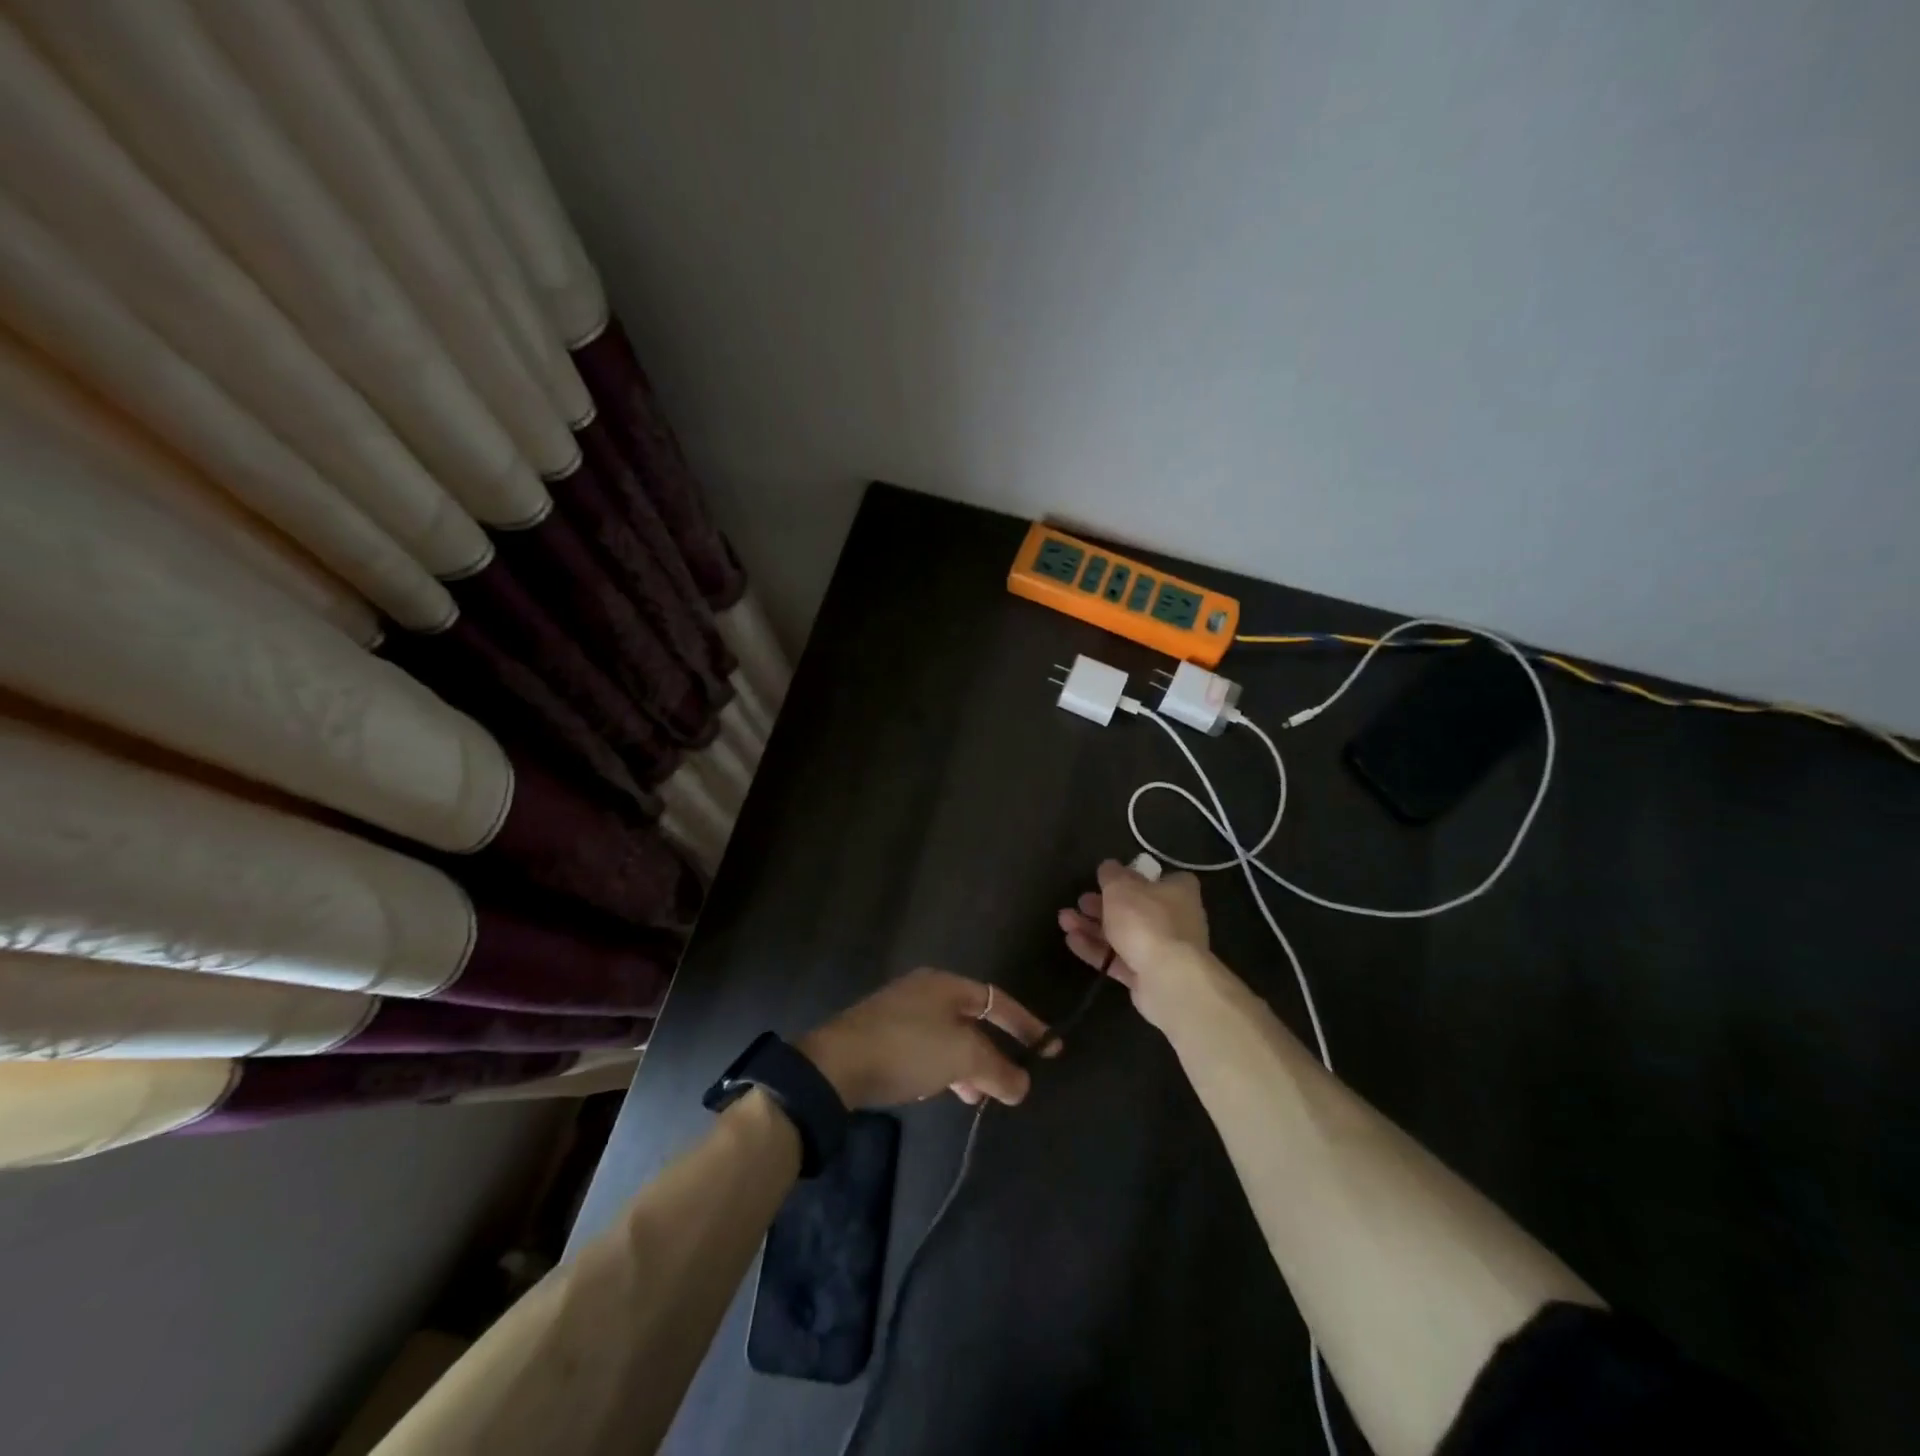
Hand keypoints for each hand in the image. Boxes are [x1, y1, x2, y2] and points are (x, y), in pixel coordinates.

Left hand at [800, 968, 1055, 1108]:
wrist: (835, 1066)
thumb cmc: (908, 1048)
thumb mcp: (962, 1057)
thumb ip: (998, 1070)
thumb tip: (1022, 1085)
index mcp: (945, 984)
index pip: (998, 1001)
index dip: (1027, 1025)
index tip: (1051, 1049)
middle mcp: (924, 990)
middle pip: (973, 1020)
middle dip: (994, 1053)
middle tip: (1009, 1083)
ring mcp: (900, 1012)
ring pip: (949, 1038)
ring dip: (968, 1068)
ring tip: (977, 1098)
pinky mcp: (882, 1036)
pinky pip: (926, 1050)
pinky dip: (942, 1070)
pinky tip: (941, 1092)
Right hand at [1057, 858, 1210, 1031]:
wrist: (1167, 978)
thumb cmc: (1146, 920)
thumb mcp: (1121, 887)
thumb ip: (1111, 874)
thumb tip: (1109, 866)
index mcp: (1178, 891)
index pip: (1160, 878)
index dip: (1135, 877)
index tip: (1111, 879)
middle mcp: (1175, 919)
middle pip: (1135, 908)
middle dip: (1102, 905)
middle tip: (1080, 901)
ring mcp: (1162, 950)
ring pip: (1123, 934)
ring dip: (1092, 926)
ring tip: (1064, 920)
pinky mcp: (1148, 976)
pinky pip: (1118, 959)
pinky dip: (1096, 949)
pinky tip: (1071, 941)